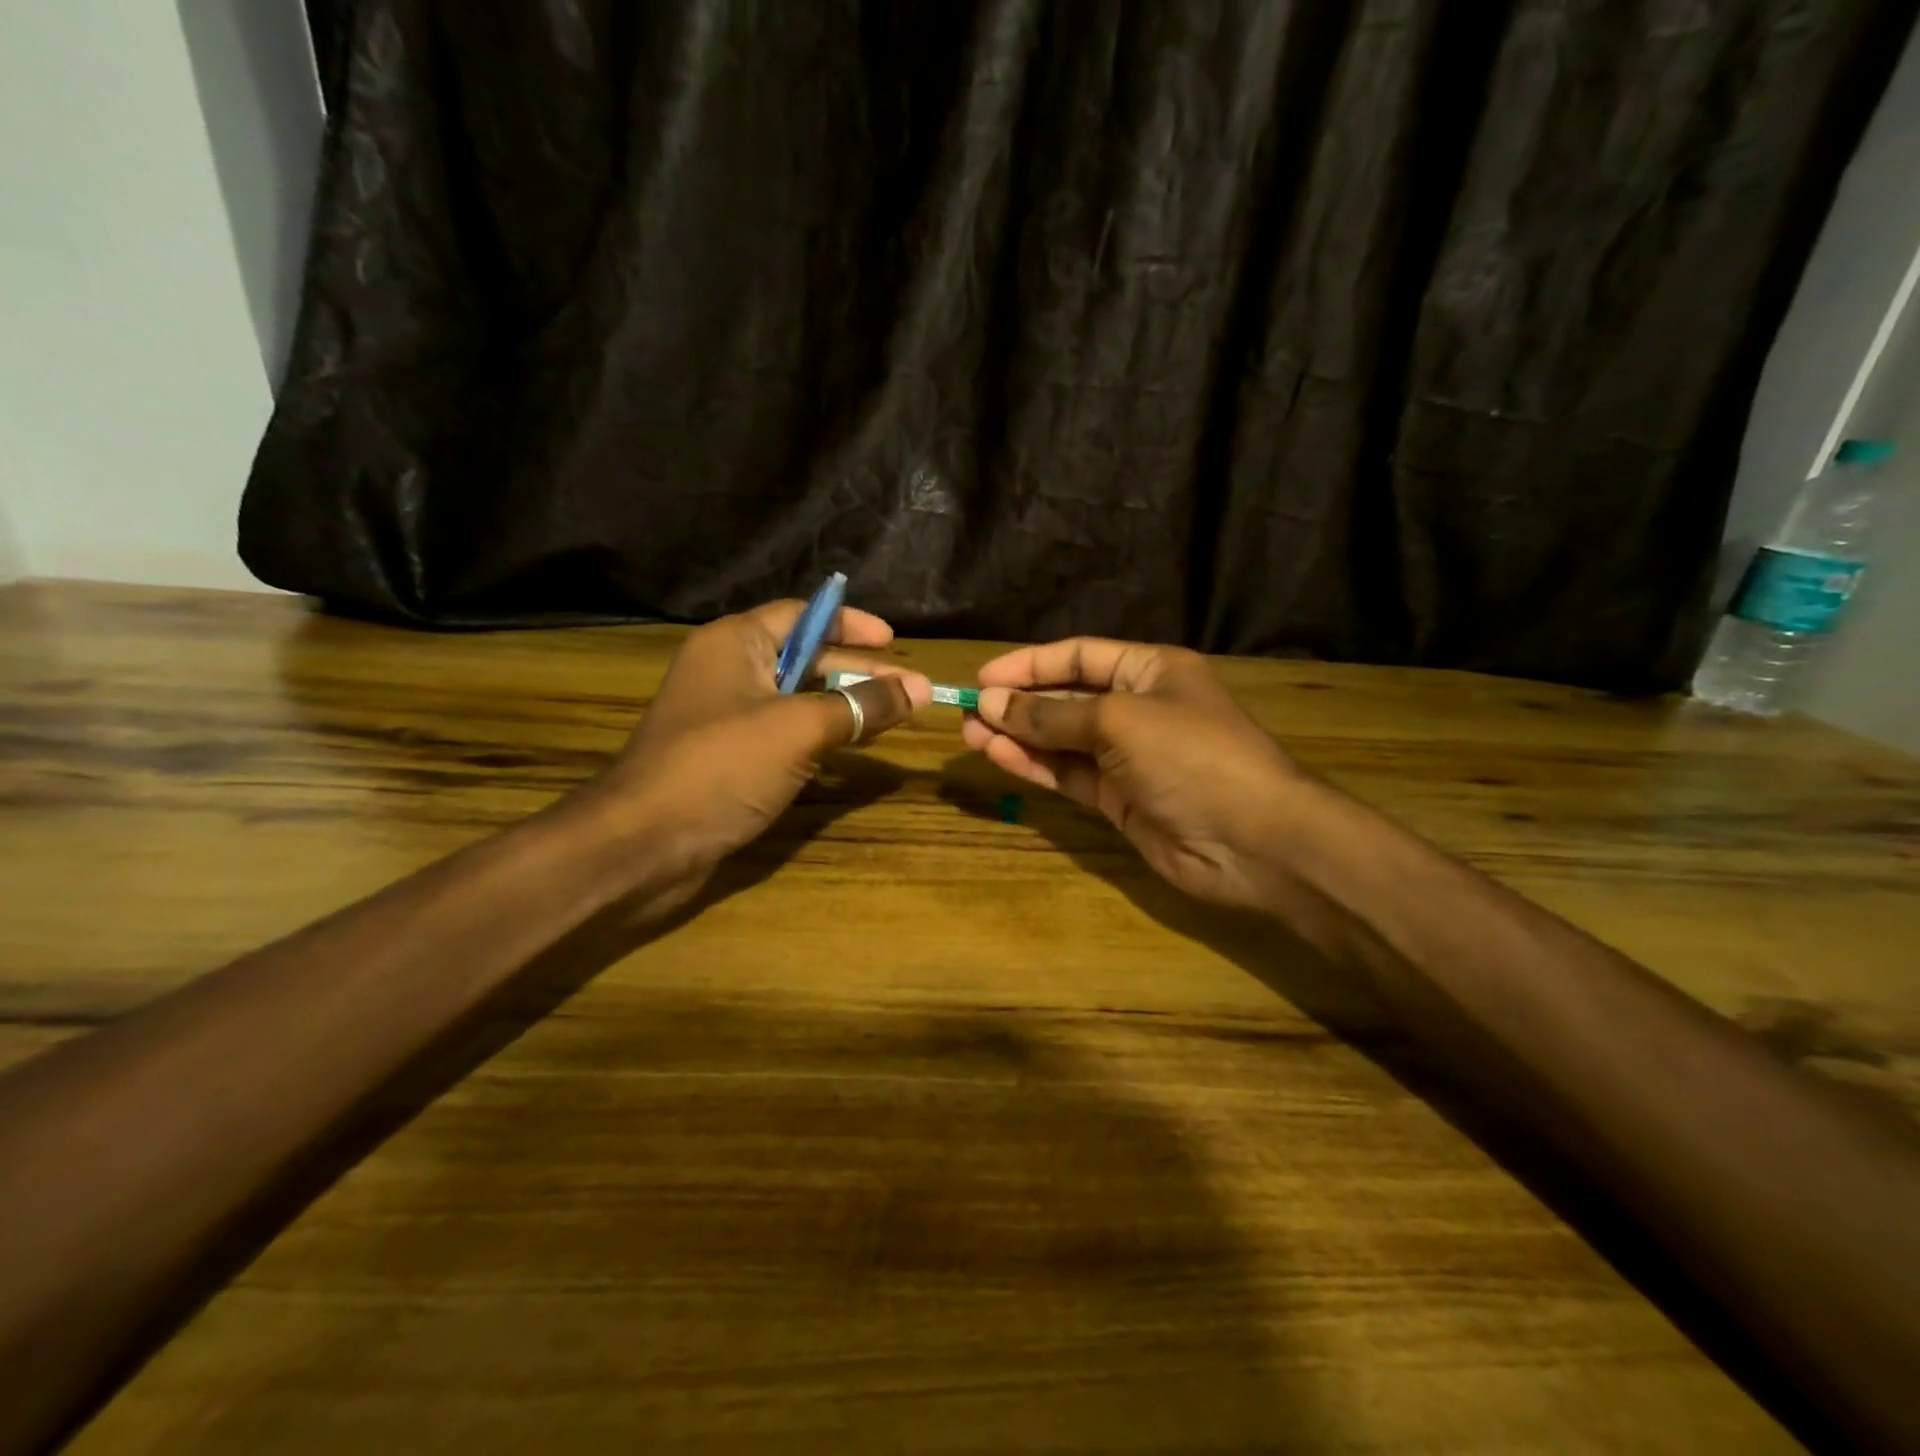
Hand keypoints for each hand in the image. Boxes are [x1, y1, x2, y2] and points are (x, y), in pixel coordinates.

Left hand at [581, 601, 930, 907]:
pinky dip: (820, 737)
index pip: (803, 615)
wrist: (643, 844)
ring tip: (893, 718)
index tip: (893, 641)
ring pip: (797, 699)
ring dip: (844, 706)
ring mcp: (726, 716)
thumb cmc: (721, 767)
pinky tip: (852, 751)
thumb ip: (862, 706)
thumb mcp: (801, 728)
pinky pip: (784, 734)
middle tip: (910, 689)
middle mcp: (729, 670)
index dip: (850, 623)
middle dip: (858, 672)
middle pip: (806, 658)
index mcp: (736, 643)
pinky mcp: (728, 758)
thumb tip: (920, 689)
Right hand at [960, 639, 1303, 911]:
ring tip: (970, 737)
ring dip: (1019, 737)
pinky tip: (1000, 758)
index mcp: (1150, 670)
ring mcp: (1128, 756)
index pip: (1079, 656)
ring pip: (1062, 740)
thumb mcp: (1119, 722)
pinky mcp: (1119, 798)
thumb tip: (990, 703)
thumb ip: (1052, 715)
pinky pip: (1069, 774)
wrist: (1254, 842)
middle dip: (1018, 704)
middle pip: (1067, 698)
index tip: (983, 678)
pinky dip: (1036, 766)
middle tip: (967, 713)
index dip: (1030, 664)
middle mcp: (1138, 707)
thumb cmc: (1192, 757)